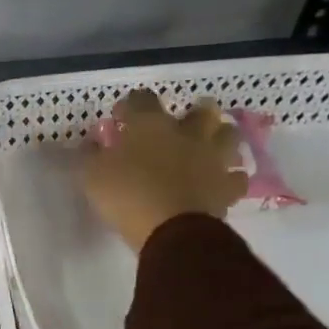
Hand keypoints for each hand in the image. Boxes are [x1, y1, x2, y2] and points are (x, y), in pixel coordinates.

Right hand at [82, 91, 247, 252]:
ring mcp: (212, 159)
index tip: (121, 117)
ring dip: (219, 137)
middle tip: (180, 125)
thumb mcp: (92, 175)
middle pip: (201, 110)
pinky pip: (236, 177)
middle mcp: (187, 134)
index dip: (131, 105)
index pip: (142, 99)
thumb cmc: (127, 195)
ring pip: (228, 135)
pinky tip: (219, 183)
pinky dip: (229, 177)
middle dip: (192, 113)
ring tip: (207, 147)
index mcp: (150, 125)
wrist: (171, 229)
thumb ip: (92, 156)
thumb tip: (93, 144)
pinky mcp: (227, 187)